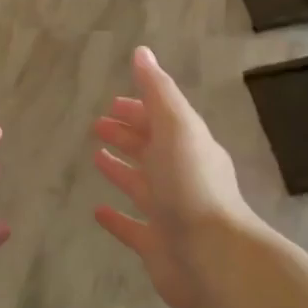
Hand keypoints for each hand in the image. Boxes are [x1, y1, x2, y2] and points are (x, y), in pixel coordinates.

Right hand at [92, 47, 258, 307]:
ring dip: (120, 169)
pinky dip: (115, 218)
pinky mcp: (155, 245)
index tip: (112, 102)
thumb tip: (142, 52)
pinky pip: (131, 226)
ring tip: (95, 157)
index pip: (160, 120)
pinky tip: (96, 211)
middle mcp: (179, 176)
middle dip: (126, 134)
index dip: (137, 109)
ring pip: (140, 184)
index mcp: (187, 146)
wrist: (211, 256)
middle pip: (149, 149)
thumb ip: (158, 91)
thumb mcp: (177, 126)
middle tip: (97, 124)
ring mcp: (168, 212)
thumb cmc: (191, 185)